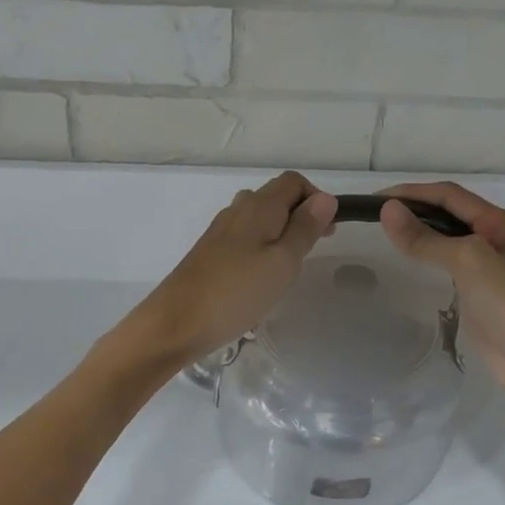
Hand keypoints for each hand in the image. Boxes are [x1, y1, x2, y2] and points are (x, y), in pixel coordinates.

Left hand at [120, 171, 337, 365]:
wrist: (176, 323)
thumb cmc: (237, 292)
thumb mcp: (283, 262)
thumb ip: (305, 228)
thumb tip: (325, 198)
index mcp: (258, 206)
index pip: (293, 182)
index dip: (316, 198)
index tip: (328, 230)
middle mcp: (238, 211)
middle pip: (275, 197)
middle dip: (301, 215)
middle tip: (315, 249)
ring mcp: (220, 232)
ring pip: (259, 218)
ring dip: (281, 232)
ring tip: (291, 265)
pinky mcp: (210, 253)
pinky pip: (245, 238)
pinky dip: (262, 247)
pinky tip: (263, 277)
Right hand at [377, 182, 504, 406]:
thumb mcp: (468, 261)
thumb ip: (426, 237)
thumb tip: (387, 211)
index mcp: (503, 222)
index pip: (451, 195)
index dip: (413, 193)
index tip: (376, 199)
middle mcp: (500, 238)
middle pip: (451, 214)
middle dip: (416, 209)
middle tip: (376, 216)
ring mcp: (492, 268)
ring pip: (450, 239)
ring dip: (422, 232)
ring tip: (387, 233)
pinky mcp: (483, 293)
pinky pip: (451, 265)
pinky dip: (430, 257)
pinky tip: (412, 261)